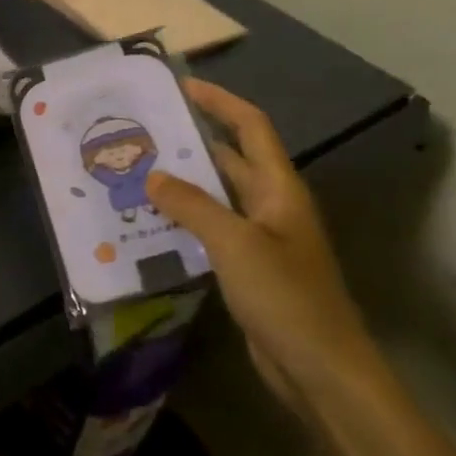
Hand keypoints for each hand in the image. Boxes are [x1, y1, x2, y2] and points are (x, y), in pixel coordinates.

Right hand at [146, 79, 374, 413]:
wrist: (319, 368)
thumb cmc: (284, 296)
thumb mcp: (235, 243)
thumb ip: (192, 205)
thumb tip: (153, 176)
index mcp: (279, 189)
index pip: (251, 128)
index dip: (221, 103)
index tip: (182, 87)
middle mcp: (271, 205)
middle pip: (231, 159)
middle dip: (192, 142)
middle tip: (144, 132)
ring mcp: (260, 238)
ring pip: (217, 196)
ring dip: (183, 183)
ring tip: (136, 172)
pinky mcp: (247, 268)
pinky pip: (211, 230)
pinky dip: (184, 221)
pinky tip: (150, 223)